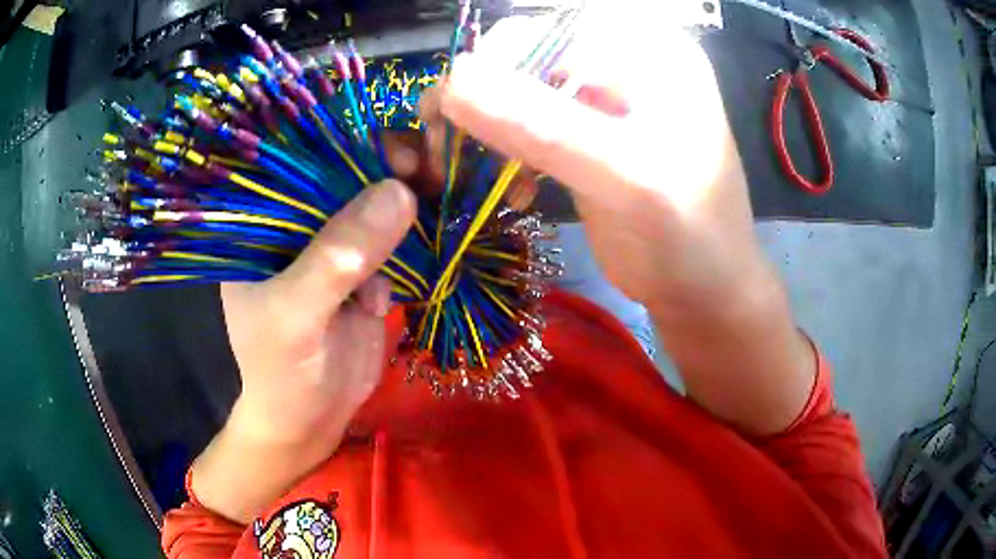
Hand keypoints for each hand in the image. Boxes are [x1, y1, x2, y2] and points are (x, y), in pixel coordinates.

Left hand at [192, 179, 415, 522]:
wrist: (310, 421)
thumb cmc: (282, 372)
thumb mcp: (297, 316)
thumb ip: (340, 257)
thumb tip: (401, 193)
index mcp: (263, 227)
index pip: (302, 168)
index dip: (348, 148)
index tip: (398, 150)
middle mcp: (296, 229)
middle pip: (344, 181)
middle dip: (388, 172)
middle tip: (431, 170)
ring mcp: (332, 250)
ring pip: (374, 208)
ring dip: (409, 203)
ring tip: (441, 196)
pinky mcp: (364, 273)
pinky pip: (393, 242)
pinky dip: (416, 238)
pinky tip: (433, 239)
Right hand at [422, 32, 762, 313]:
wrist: (703, 289)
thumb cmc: (690, 236)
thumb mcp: (628, 178)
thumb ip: (545, 126)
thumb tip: (453, 82)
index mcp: (650, 49)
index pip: (553, 26)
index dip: (498, 61)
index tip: (457, 114)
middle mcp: (623, 59)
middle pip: (528, 53)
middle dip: (483, 97)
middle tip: (451, 148)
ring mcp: (601, 94)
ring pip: (517, 86)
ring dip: (484, 126)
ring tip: (466, 169)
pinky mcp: (582, 130)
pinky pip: (523, 121)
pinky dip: (503, 149)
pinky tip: (513, 186)